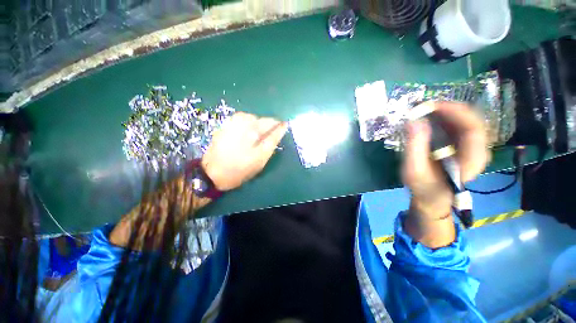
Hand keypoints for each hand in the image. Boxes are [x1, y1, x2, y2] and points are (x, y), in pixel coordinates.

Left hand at [202, 112, 287, 190]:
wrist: (212, 172)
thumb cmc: (240, 168)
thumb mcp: (261, 157)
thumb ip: (273, 140)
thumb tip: (283, 126)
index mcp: (252, 128)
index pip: (272, 122)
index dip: (278, 128)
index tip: (279, 137)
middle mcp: (242, 119)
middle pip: (262, 120)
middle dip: (266, 131)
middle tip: (262, 146)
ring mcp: (233, 120)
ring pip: (253, 121)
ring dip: (256, 130)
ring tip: (252, 144)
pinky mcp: (226, 124)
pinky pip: (244, 122)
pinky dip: (247, 130)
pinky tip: (244, 140)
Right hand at [403, 102, 489, 220]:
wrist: (432, 197)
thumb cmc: (423, 186)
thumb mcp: (414, 169)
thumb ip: (414, 146)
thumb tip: (413, 121)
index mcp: (472, 159)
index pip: (473, 127)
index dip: (455, 112)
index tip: (431, 105)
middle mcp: (478, 149)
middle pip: (471, 120)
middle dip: (448, 109)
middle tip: (423, 106)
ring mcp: (472, 146)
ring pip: (465, 120)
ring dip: (445, 112)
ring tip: (423, 111)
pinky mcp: (463, 145)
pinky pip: (458, 125)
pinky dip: (444, 118)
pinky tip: (429, 118)